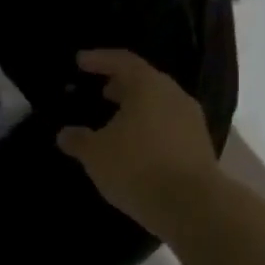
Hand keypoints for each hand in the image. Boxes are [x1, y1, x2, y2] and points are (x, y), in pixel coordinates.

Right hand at [56, 49, 221, 238]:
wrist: (191, 205)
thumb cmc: (136, 167)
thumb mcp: (96, 154)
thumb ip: (78, 140)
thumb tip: (65, 134)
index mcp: (148, 86)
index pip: (122, 61)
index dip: (99, 59)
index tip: (80, 61)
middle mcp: (174, 96)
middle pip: (145, 81)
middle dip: (121, 85)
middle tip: (102, 91)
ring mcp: (191, 120)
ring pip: (159, 104)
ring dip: (137, 109)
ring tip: (116, 121)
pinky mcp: (199, 145)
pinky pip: (169, 126)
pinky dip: (150, 128)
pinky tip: (136, 146)